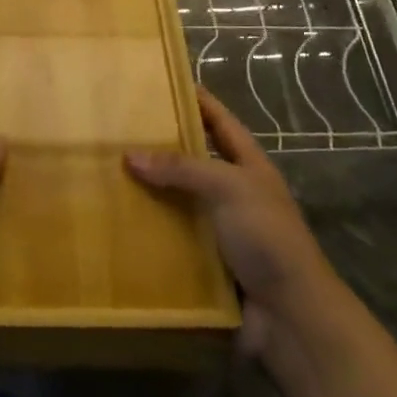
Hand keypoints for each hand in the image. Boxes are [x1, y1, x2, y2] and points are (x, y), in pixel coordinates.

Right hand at [128, 87, 344, 361]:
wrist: (290, 316)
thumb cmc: (267, 238)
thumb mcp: (229, 188)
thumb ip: (182, 168)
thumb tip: (130, 155)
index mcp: (249, 167)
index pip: (221, 122)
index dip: (198, 100)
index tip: (164, 81)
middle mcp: (234, 193)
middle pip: (194, 160)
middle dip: (161, 145)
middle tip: (119, 129)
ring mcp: (220, 229)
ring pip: (178, 199)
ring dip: (149, 190)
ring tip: (107, 173)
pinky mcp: (205, 262)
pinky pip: (171, 237)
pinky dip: (148, 230)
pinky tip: (117, 222)